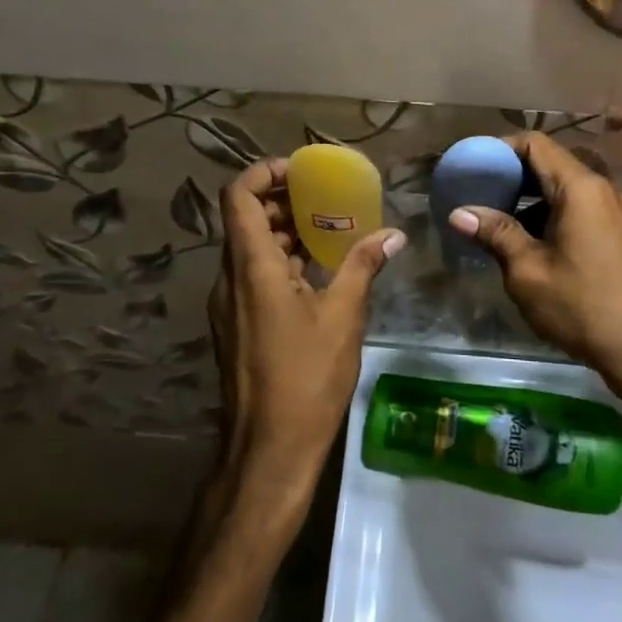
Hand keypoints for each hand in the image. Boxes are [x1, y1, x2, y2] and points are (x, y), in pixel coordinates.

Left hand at [208, 158, 405, 505]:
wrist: (268, 451)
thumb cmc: (306, 379)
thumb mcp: (343, 317)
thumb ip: (362, 266)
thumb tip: (393, 234)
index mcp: (251, 267)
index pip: (238, 196)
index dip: (264, 172)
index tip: (301, 171)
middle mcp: (230, 278)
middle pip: (245, 218)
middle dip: (282, 201)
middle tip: (323, 197)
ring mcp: (229, 304)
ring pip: (249, 248)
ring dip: (283, 232)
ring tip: (327, 228)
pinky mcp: (236, 325)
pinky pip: (252, 275)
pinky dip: (279, 260)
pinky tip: (316, 271)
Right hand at [444, 132, 621, 386]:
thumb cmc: (581, 306)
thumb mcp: (528, 271)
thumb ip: (495, 233)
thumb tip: (459, 213)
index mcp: (580, 188)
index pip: (536, 144)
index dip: (501, 148)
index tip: (474, 166)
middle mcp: (602, 189)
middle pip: (551, 162)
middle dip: (513, 173)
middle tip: (480, 192)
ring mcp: (616, 211)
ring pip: (566, 187)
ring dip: (531, 196)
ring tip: (498, 218)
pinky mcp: (621, 232)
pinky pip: (580, 206)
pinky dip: (552, 212)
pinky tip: (530, 240)